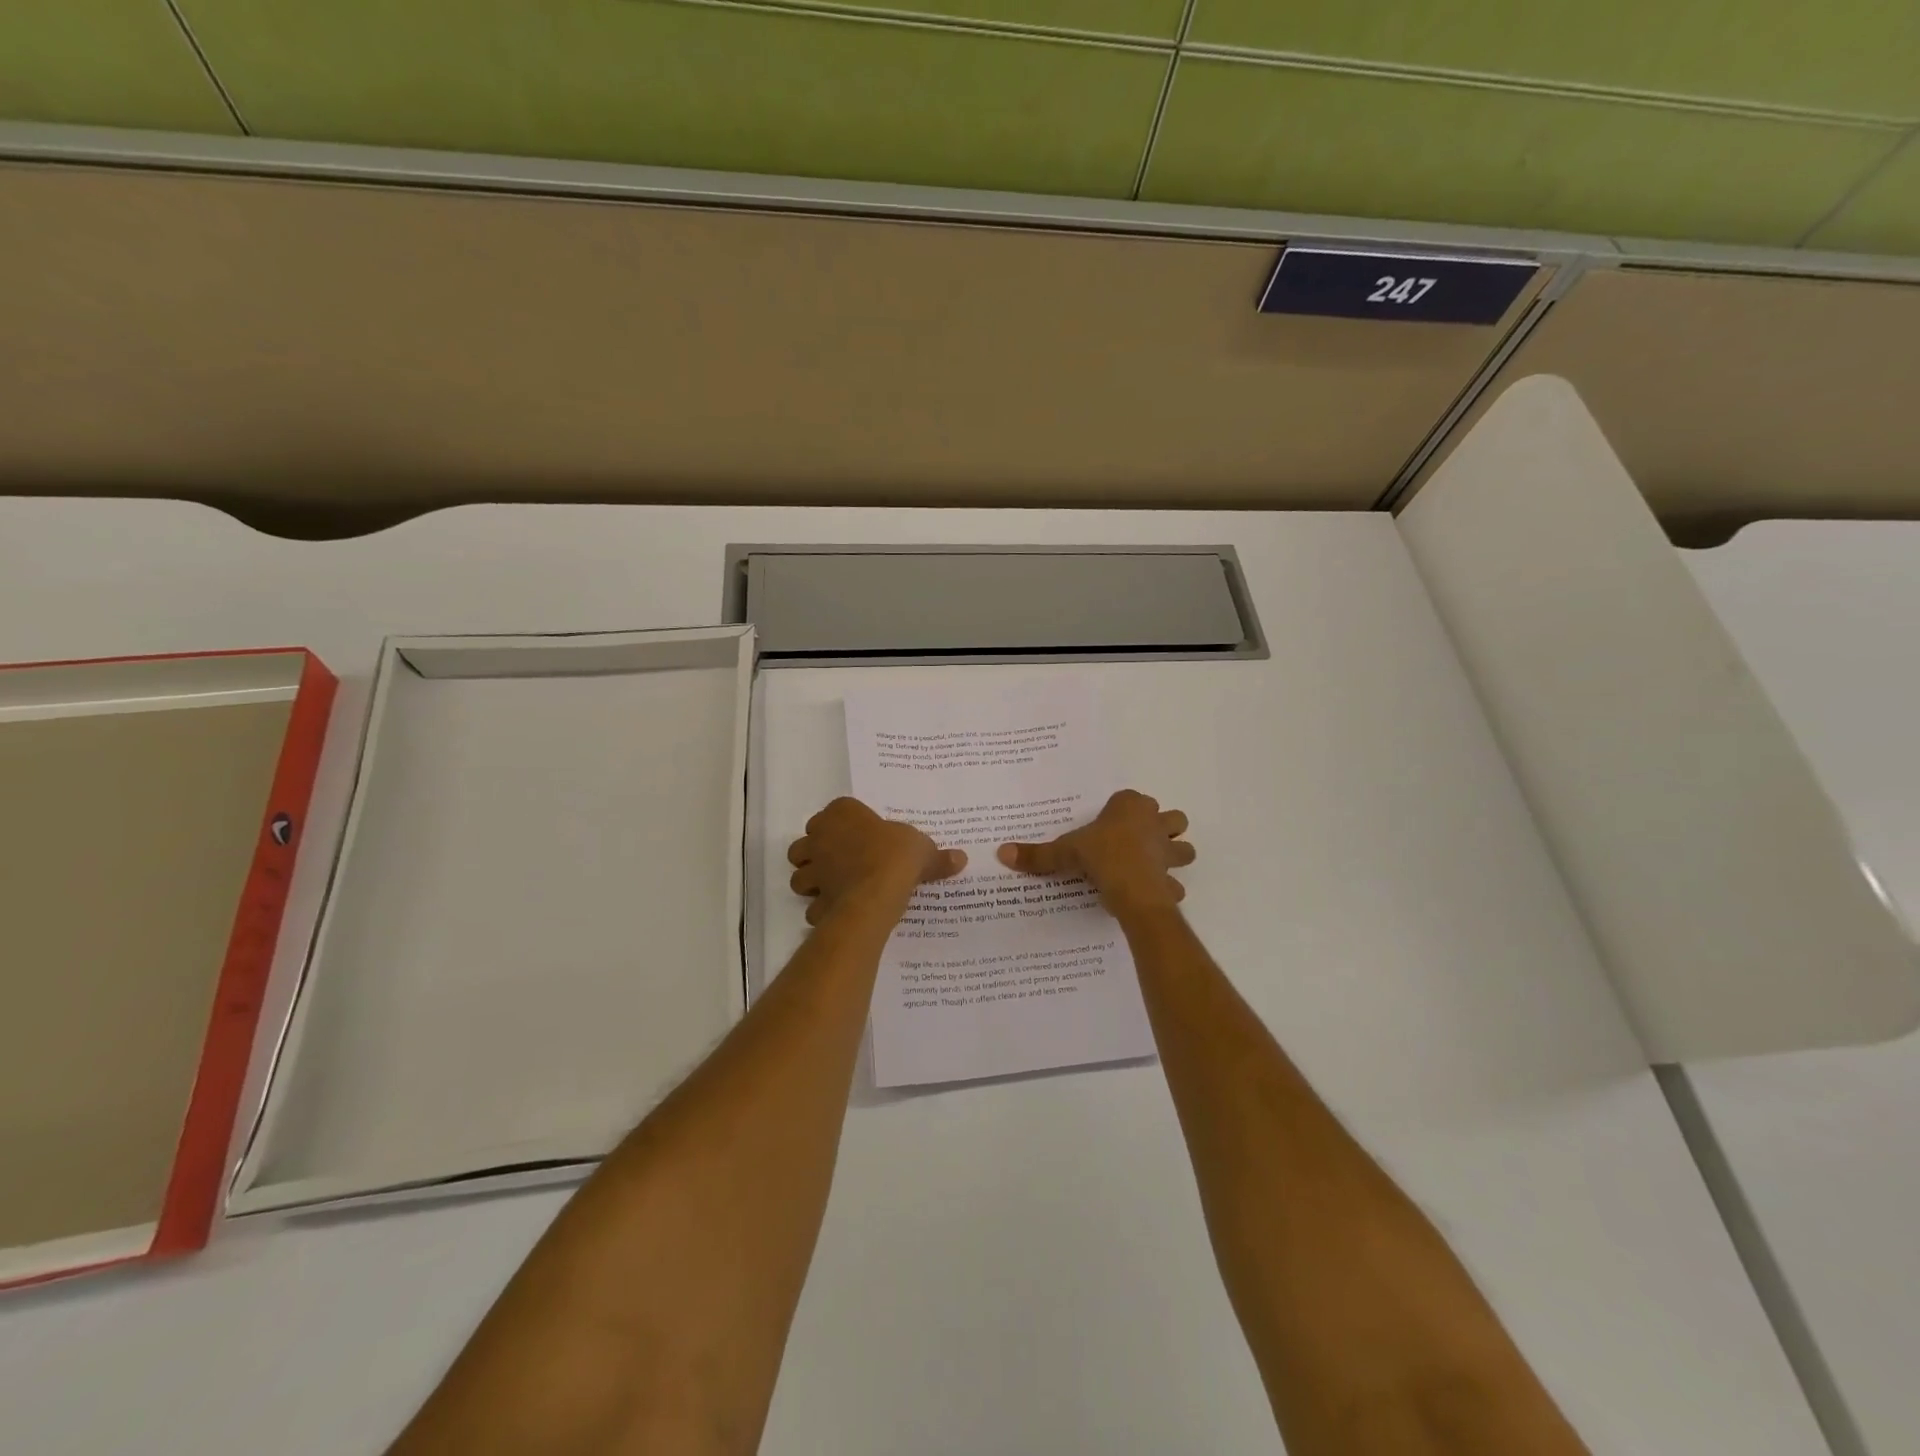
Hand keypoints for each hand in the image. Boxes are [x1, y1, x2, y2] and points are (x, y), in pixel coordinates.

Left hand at [788, 797, 965, 926]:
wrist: (877, 892)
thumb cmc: (897, 856)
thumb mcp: (923, 849)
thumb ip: (937, 856)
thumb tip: (961, 859)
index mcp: (842, 813)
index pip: (833, 812)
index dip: (842, 825)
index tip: (858, 836)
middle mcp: (820, 837)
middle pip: (806, 843)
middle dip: (817, 853)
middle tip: (840, 862)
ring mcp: (814, 870)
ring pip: (799, 875)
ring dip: (812, 882)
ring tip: (834, 888)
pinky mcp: (815, 899)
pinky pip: (813, 906)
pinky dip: (822, 911)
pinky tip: (840, 913)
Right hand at [997, 789, 1194, 920]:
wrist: (1132, 889)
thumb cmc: (1100, 856)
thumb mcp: (1064, 852)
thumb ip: (1037, 854)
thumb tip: (1002, 853)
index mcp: (1130, 807)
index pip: (1131, 799)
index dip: (1123, 810)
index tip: (1109, 824)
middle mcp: (1154, 823)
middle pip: (1172, 818)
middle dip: (1162, 827)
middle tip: (1140, 841)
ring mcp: (1168, 852)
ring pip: (1184, 848)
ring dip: (1174, 855)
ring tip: (1153, 866)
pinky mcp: (1172, 879)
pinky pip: (1175, 883)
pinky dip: (1167, 888)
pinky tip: (1151, 894)